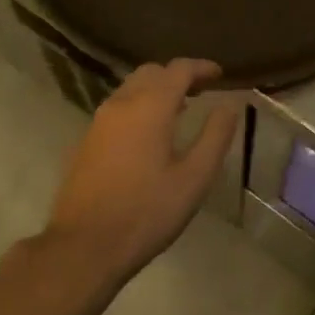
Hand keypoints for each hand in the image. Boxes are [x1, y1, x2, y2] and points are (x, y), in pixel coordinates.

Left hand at [44, 58, 242, 281]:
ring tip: (180, 110)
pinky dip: (139, 105)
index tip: (220, 74)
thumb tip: (230, 104)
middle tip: (201, 91)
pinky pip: (117, 107)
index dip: (201, 67)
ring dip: (156, 90)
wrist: (84, 246)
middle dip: (178, 75)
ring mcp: (98, 121)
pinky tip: (149, 133)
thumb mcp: (194, 178)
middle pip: (151, 72)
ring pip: (131, 88)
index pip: (178, 69)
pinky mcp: (86, 140)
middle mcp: (121, 103)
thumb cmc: (147, 212)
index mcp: (150, 107)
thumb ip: (215, 136)